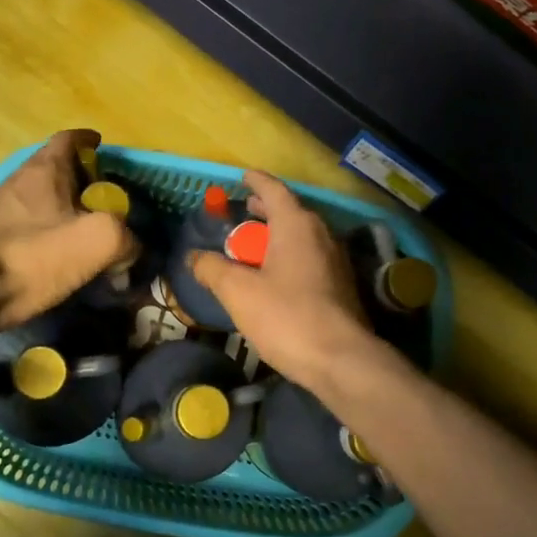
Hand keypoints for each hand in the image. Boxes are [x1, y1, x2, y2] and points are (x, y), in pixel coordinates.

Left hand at [0, 130, 136, 330]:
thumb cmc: (38, 256)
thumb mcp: (99, 242)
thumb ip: (126, 237)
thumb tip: (130, 246)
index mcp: (45, 170)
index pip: (68, 139)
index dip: (88, 140)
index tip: (102, 147)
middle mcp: (18, 180)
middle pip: (51, 167)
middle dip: (77, 176)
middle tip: (101, 195)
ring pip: (36, 195)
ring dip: (58, 204)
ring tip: (80, 225)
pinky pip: (23, 222)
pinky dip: (42, 228)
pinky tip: (54, 250)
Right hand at [189, 170, 378, 393]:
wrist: (341, 360)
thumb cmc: (287, 317)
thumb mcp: (238, 292)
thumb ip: (212, 269)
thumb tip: (194, 257)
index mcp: (297, 225)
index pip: (274, 190)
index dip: (256, 181)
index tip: (242, 177)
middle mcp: (321, 234)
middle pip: (290, 211)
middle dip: (265, 210)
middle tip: (243, 212)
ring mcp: (335, 260)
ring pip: (302, 236)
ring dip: (277, 235)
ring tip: (254, 245)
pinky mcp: (341, 285)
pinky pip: (310, 257)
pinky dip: (289, 255)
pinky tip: (275, 275)